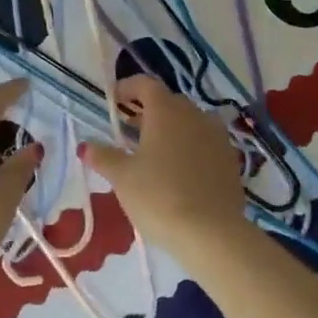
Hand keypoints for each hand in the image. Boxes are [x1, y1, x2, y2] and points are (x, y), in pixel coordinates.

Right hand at [80, 76, 250, 250]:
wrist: (212, 234)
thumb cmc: (159, 197)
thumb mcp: (122, 178)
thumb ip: (103, 157)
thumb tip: (87, 146)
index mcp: (166, 111)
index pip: (146, 84)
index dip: (127, 87)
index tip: (113, 100)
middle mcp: (195, 115)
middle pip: (169, 102)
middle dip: (147, 110)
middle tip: (128, 129)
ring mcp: (217, 137)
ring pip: (190, 122)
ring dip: (171, 129)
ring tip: (153, 151)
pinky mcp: (231, 161)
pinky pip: (205, 143)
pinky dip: (189, 147)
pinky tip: (178, 171)